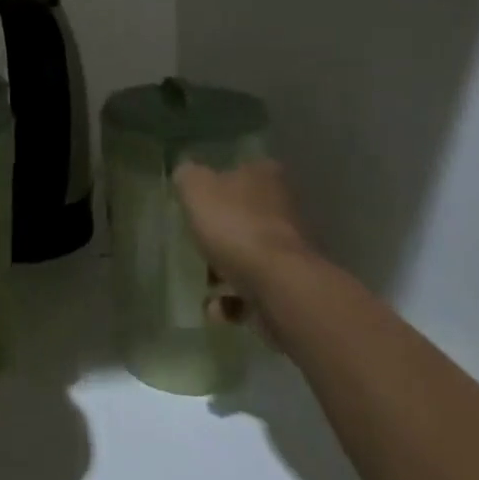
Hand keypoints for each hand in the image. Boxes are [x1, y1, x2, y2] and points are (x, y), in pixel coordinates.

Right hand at [173, 159, 315, 316]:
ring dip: (225, 271)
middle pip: (246, 215)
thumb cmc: (235, 226)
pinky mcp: (291, 286)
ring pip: (250, 254)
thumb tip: (187, 174)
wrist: (278, 285)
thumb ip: (188, 176)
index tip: (200, 200)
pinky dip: (235, 301)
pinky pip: (255, 290)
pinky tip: (216, 309)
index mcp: (264, 177)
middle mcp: (283, 208)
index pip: (242, 170)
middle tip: (197, 243)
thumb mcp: (196, 188)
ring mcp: (290, 249)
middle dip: (221, 232)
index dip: (220, 182)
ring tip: (204, 284)